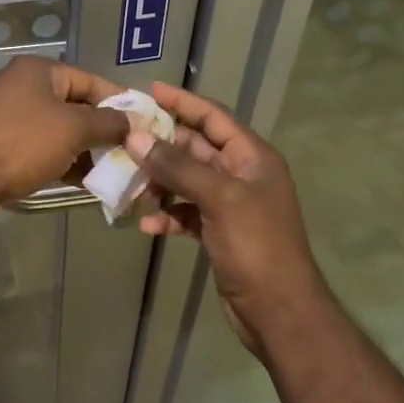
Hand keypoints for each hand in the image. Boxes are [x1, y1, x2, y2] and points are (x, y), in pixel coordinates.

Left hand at [0, 56, 130, 209]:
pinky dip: (64, 161)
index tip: (145, 125)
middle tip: (131, 152)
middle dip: (104, 130)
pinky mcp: (4, 144)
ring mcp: (12, 116)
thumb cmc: (22, 142)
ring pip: (61, 130)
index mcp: (40, 71)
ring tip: (114, 171)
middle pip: (76, 105)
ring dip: (86, 149)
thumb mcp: (73, 128)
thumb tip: (132, 121)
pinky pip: (44, 148)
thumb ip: (107, 122)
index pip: (91, 80)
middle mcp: (25, 87)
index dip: (120, 101)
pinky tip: (86, 182)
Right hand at [129, 81, 329, 359]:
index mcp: (252, 158)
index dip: (184, 101)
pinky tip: (146, 224)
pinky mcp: (219, 232)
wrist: (279, 312)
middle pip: (196, 148)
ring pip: (187, 180)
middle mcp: (241, 175)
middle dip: (162, 144)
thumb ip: (177, 167)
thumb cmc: (256, 246)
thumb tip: (135, 137)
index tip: (150, 90)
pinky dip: (167, 215)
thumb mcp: (219, 199)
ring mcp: (230, 205)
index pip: (214, 117)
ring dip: (159, 181)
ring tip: (128, 182)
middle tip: (124, 137)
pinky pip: (186, 212)